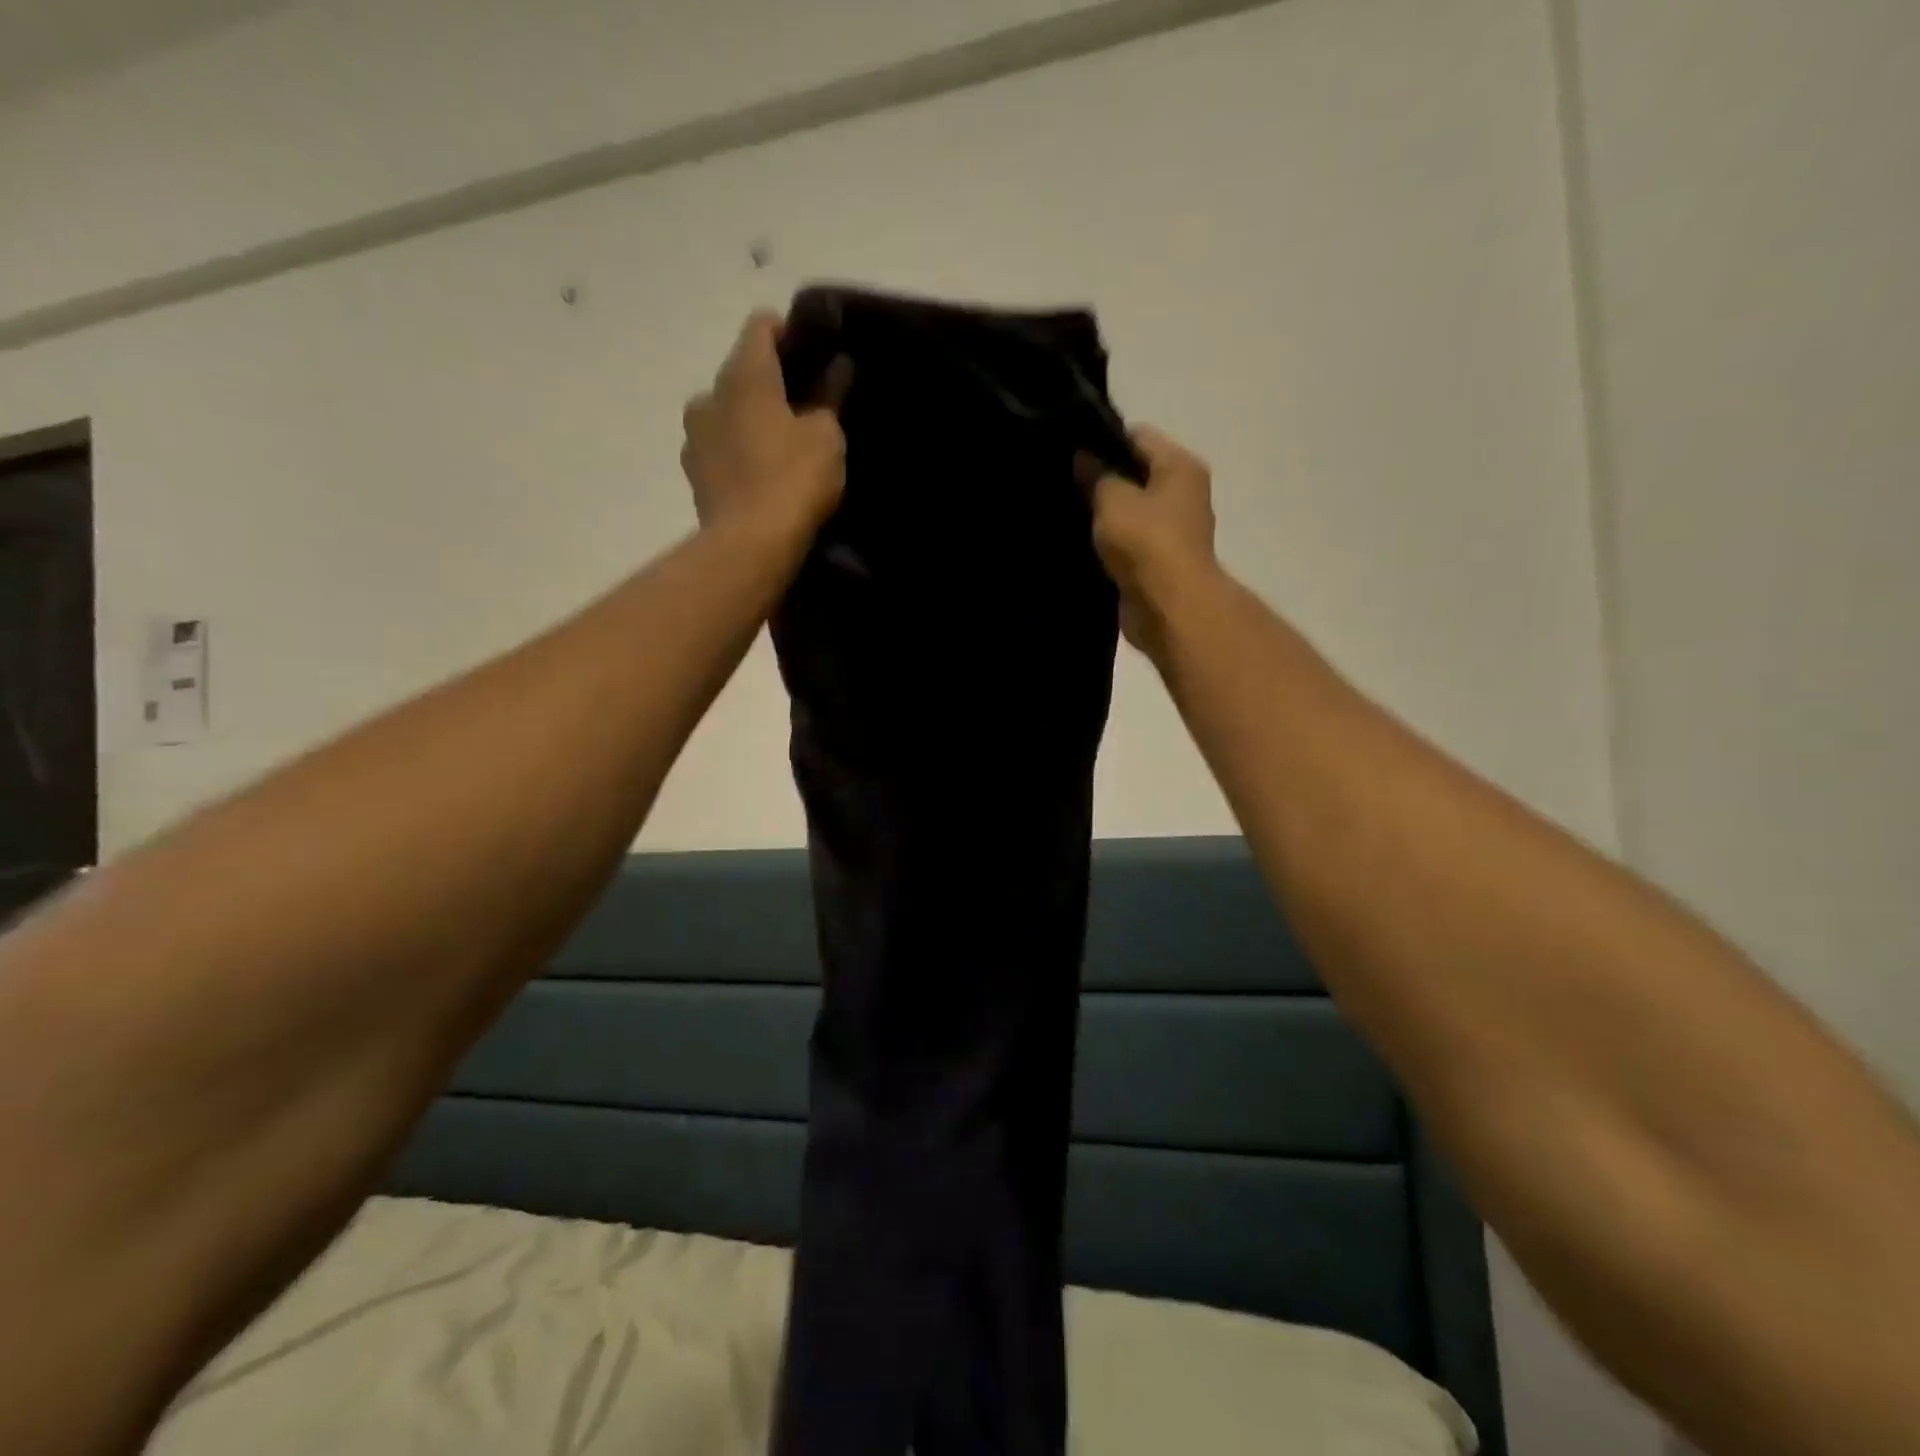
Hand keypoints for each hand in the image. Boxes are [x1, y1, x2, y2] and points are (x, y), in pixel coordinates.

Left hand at [681, 311, 849, 549]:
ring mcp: (694, 436)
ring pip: (727, 412)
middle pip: (742, 371)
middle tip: (805, 405)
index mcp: (743, 374)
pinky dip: (740, 451)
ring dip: (751, 419)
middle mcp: (709, 394)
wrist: (749, 546)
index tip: (814, 352)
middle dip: (771, 383)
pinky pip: (720, 448)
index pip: (761, 327)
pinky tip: (762, 473)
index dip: (788, 332)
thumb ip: (830, 397)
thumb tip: (836, 368)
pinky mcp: (694, 475)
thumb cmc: (793, 479)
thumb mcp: (827, 437)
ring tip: (782, 444)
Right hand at [1081, 426, 1217, 655]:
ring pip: (1129, 511)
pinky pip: (1127, 543)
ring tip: (1066, 512)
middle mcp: (1182, 493)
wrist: (1168, 608)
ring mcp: (1172, 531)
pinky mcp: (1158, 562)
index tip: (1069, 452)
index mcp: (1180, 466)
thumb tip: (1083, 456)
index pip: (1137, 437)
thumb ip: (1096, 475)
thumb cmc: (1146, 542)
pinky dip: (1108, 544)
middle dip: (1101, 479)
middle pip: (1135, 474)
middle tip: (1063, 483)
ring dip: (1103, 516)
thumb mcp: (1113, 499)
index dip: (1102, 440)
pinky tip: (1079, 544)